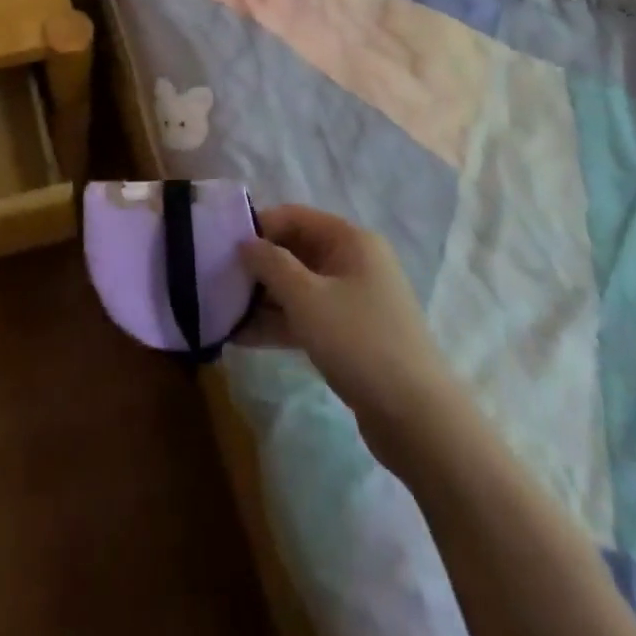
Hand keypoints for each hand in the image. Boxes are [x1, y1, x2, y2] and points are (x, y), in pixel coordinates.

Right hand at [239, 205, 450, 458]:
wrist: (417, 418)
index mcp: (350, 241)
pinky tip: (243, 338)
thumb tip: (245, 243)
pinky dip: (279, 324)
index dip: (258, 227)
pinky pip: (308, 317)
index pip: (295, 217)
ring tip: (223, 313)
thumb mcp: (306, 297)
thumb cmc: (358, 341)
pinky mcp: (351, 336)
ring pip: (299, 288)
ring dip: (264, 299)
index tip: (222, 246)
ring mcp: (354, 301)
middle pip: (295, 252)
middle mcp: (354, 262)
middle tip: (218, 281)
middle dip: (258, 267)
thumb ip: (270, 264)